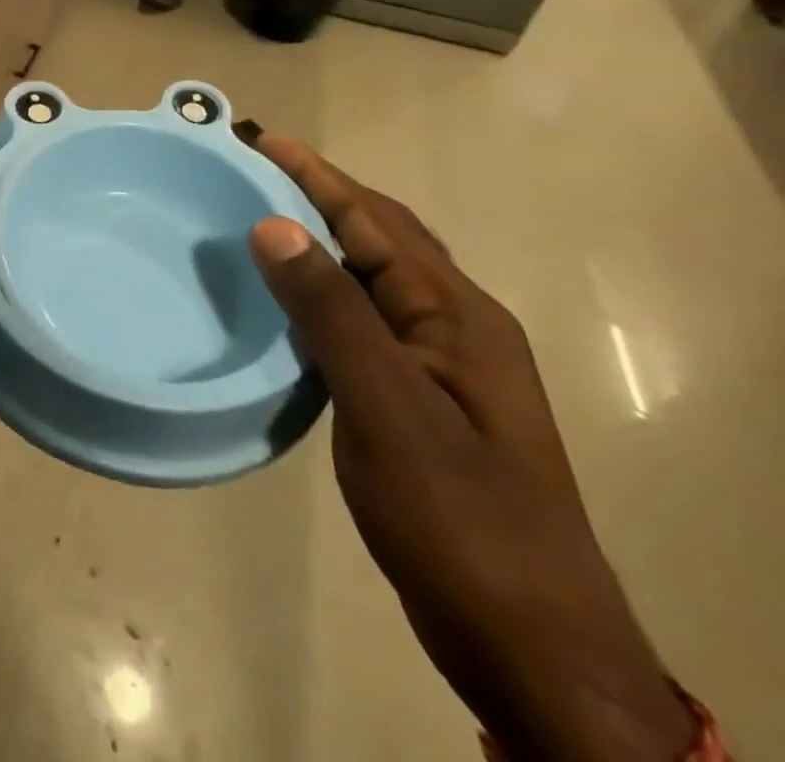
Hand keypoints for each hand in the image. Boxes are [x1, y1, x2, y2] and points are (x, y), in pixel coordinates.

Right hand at [246, 135, 698, 761]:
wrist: (530, 645)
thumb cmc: (458, 518)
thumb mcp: (387, 408)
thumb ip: (331, 312)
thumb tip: (273, 224)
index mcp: (457, 315)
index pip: (376, 221)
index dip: (316, 175)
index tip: (259, 139)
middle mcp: (457, 326)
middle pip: (383, 236)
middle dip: (321, 193)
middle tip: (253, 168)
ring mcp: (444, 365)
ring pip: (375, 277)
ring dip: (322, 239)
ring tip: (261, 217)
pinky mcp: (424, 399)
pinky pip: (366, 318)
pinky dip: (324, 290)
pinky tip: (290, 299)